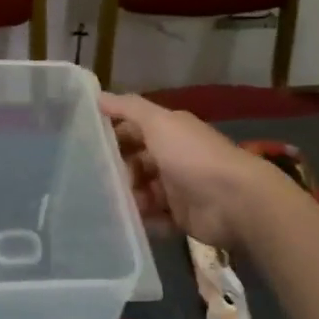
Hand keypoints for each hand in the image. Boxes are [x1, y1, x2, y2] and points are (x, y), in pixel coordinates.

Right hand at [99, 92, 287, 248]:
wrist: (234, 201)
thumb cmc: (192, 156)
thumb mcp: (159, 122)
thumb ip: (129, 108)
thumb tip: (98, 96)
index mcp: (170, 131)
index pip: (134, 129)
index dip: (112, 135)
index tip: (84, 146)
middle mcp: (174, 157)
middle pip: (136, 162)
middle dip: (117, 170)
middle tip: (94, 181)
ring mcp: (178, 188)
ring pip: (143, 191)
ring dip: (126, 197)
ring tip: (107, 204)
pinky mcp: (182, 217)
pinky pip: (155, 218)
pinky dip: (142, 220)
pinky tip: (124, 223)